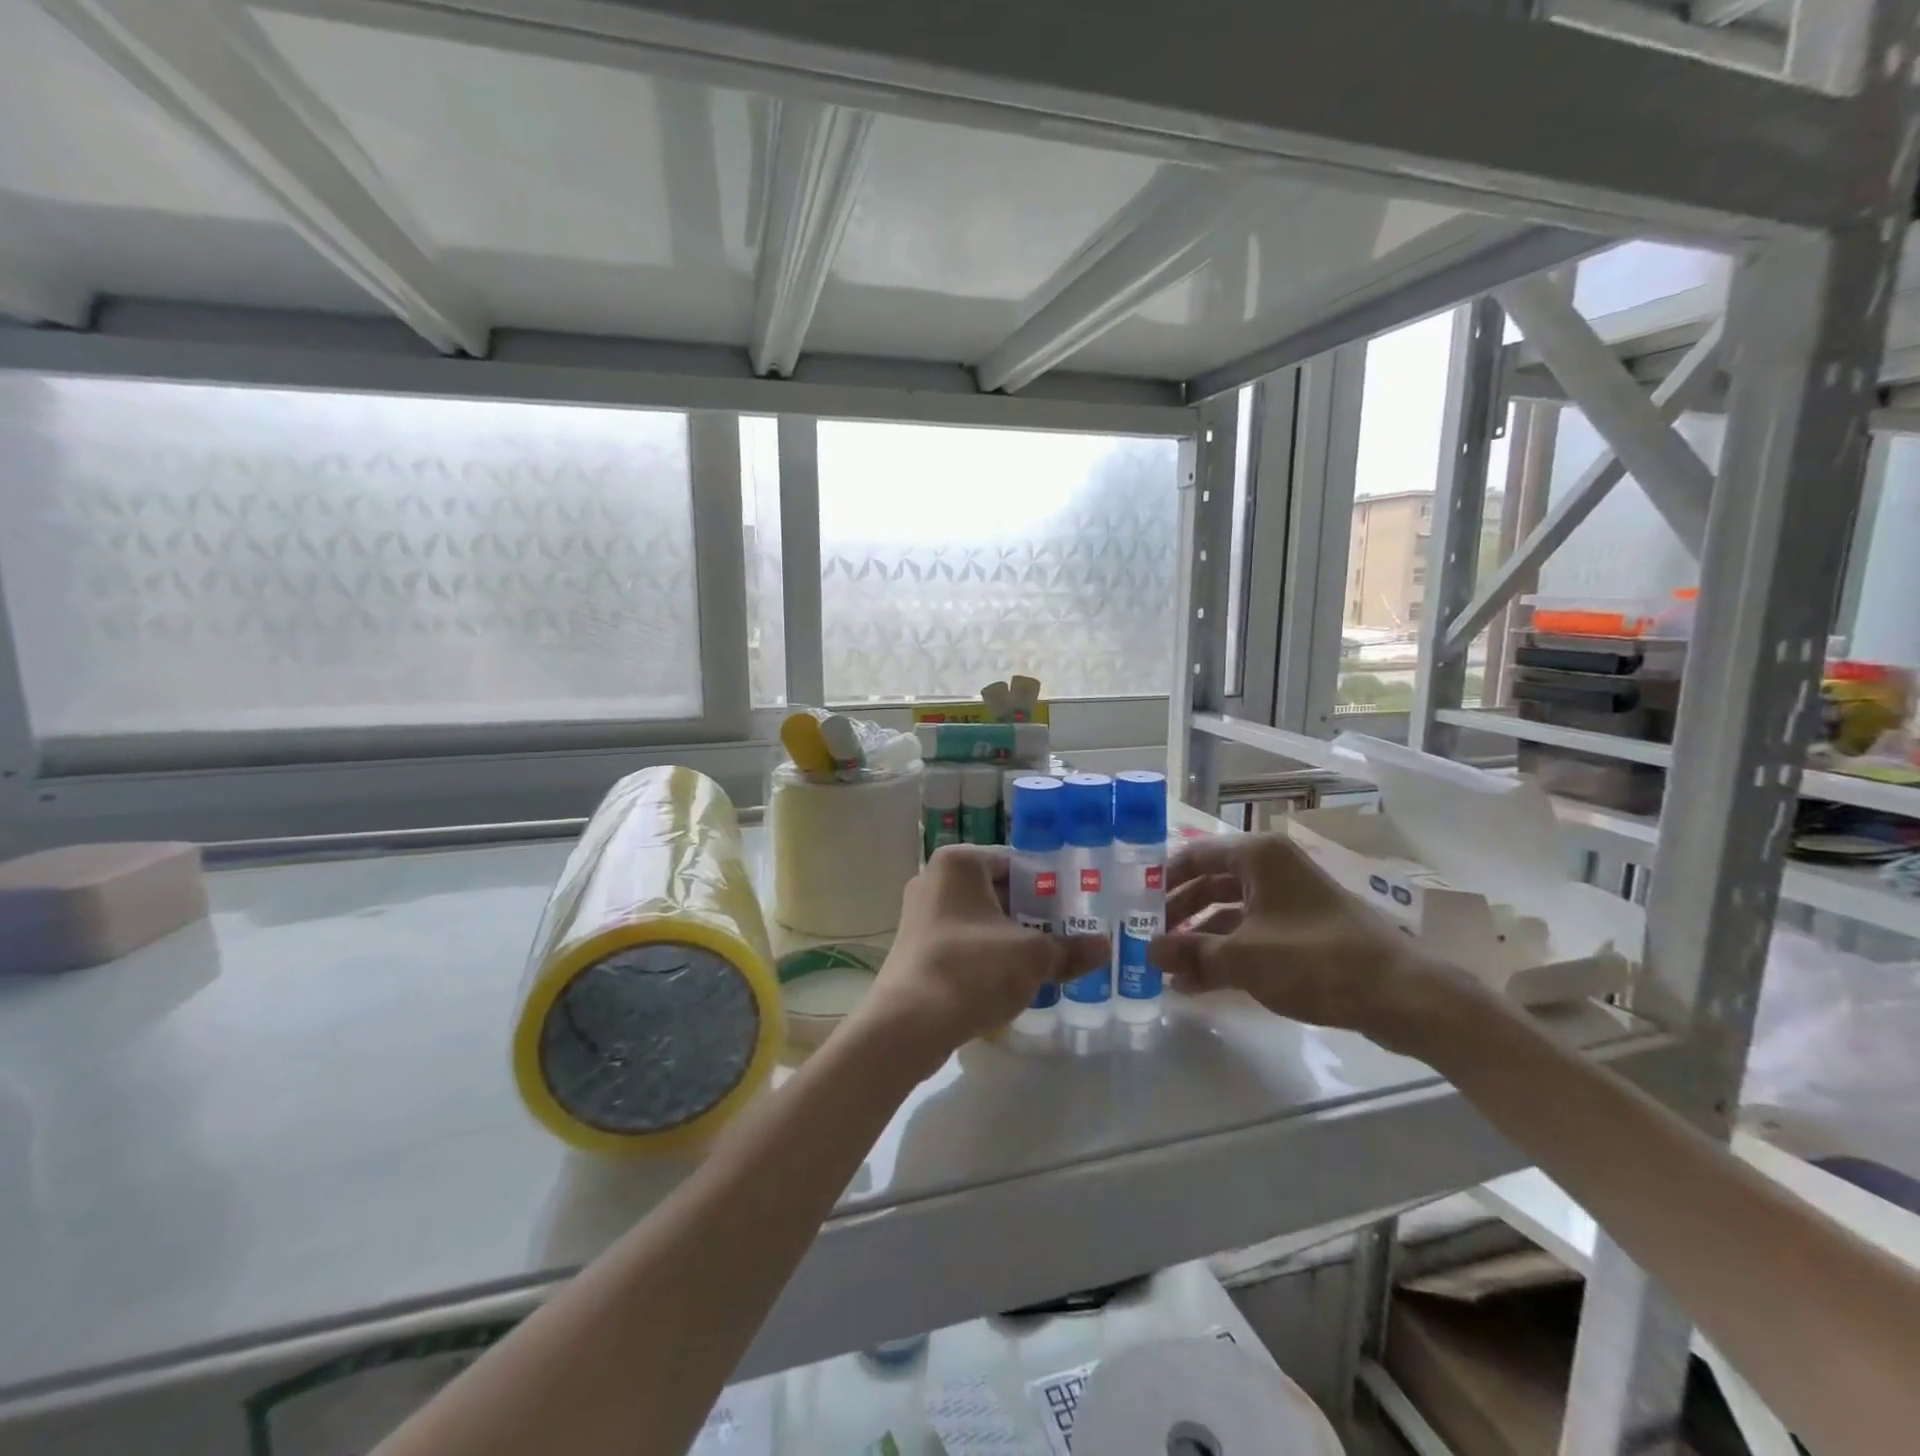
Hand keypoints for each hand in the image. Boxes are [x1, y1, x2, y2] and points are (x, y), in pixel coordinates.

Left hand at [848, 845, 1108, 1070]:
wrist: (907, 1025)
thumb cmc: (972, 970)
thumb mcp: (1032, 957)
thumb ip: (1070, 949)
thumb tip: (1104, 947)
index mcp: (959, 863)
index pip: (1017, 862)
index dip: (1050, 885)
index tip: (1078, 907)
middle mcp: (935, 880)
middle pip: (998, 890)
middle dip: (1032, 914)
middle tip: (1070, 934)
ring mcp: (921, 915)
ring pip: (981, 920)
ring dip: (1011, 938)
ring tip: (1049, 960)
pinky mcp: (916, 948)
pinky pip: (964, 943)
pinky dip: (988, 955)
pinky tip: (1013, 980)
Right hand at [1149, 833, 1461, 1055]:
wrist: (1401, 994)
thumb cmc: (1315, 959)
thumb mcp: (1244, 957)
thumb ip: (1192, 952)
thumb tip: (1149, 952)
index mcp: (1257, 856)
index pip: (1193, 855)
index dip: (1161, 878)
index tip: (1133, 903)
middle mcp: (1271, 868)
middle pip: (1209, 883)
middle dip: (1177, 913)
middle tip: (1146, 939)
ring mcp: (1288, 899)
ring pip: (1228, 911)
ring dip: (1198, 938)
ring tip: (1167, 967)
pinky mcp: (1302, 930)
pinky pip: (1251, 933)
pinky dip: (1225, 952)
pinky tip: (1198, 982)